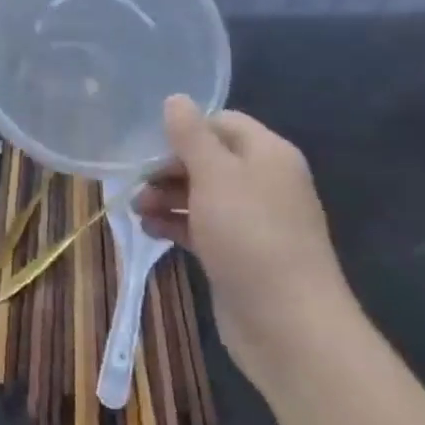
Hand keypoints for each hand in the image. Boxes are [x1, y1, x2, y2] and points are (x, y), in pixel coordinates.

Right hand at [135, 97, 357, 382]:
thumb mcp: (215, 176)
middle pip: (209, 159)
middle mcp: (264, 183)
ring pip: (202, 195)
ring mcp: (254, 221)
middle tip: (136, 181)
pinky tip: (149, 231)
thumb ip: (191, 135)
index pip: (223, 123)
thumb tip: (176, 98)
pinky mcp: (240, 254)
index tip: (149, 144)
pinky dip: (176, 225)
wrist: (289, 326)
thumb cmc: (250, 236)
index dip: (186, 129)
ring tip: (135, 210)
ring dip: (167, 197)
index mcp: (268, 155)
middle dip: (169, 168)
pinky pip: (203, 227)